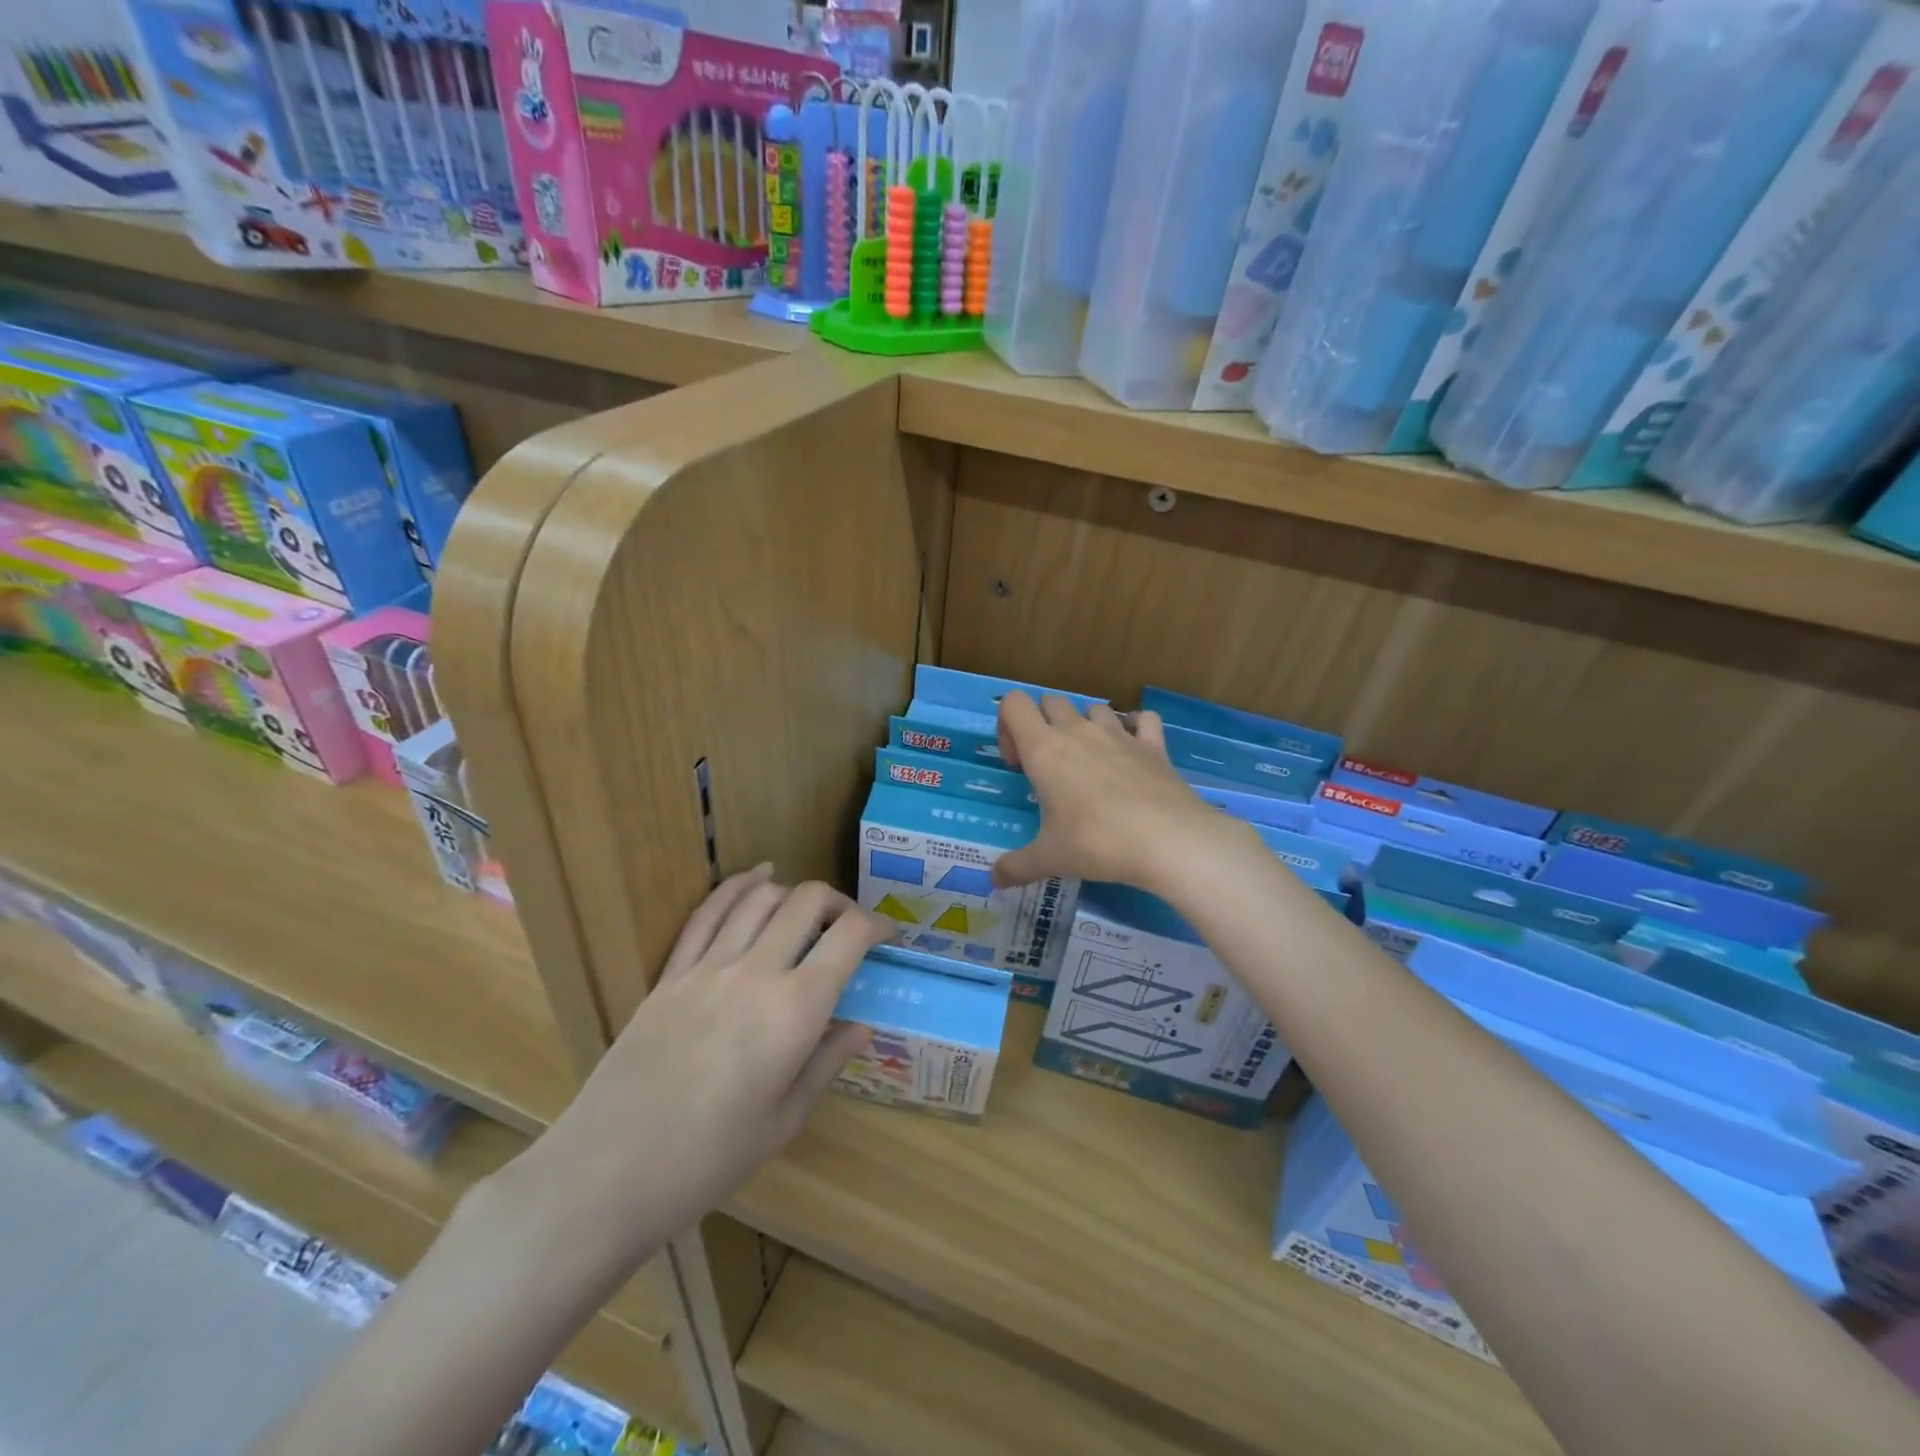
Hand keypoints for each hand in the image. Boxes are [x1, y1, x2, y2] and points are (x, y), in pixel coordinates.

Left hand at [523, 868, 892, 1266]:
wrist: (609, 1172)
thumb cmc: (709, 1160)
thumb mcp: (784, 1121)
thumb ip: (826, 1062)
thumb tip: (861, 1026)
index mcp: (796, 1010)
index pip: (850, 936)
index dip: (878, 926)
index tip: (888, 936)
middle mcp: (757, 971)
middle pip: (808, 901)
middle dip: (839, 904)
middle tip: (848, 929)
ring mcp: (709, 966)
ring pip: (761, 897)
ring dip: (794, 893)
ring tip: (807, 913)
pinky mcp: (671, 972)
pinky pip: (708, 912)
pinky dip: (738, 886)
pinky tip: (757, 877)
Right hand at [991, 693, 1232, 894]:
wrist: (1168, 840)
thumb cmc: (1098, 843)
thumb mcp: (1050, 858)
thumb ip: (1016, 866)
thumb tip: (994, 880)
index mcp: (1044, 749)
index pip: (1014, 704)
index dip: (1007, 726)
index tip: (1018, 764)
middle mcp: (1079, 731)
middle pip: (1051, 702)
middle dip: (1043, 724)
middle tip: (1048, 766)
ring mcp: (1119, 733)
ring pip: (1093, 707)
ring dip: (1085, 725)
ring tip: (1089, 762)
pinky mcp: (1153, 744)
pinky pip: (1141, 719)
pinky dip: (1134, 727)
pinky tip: (1132, 751)